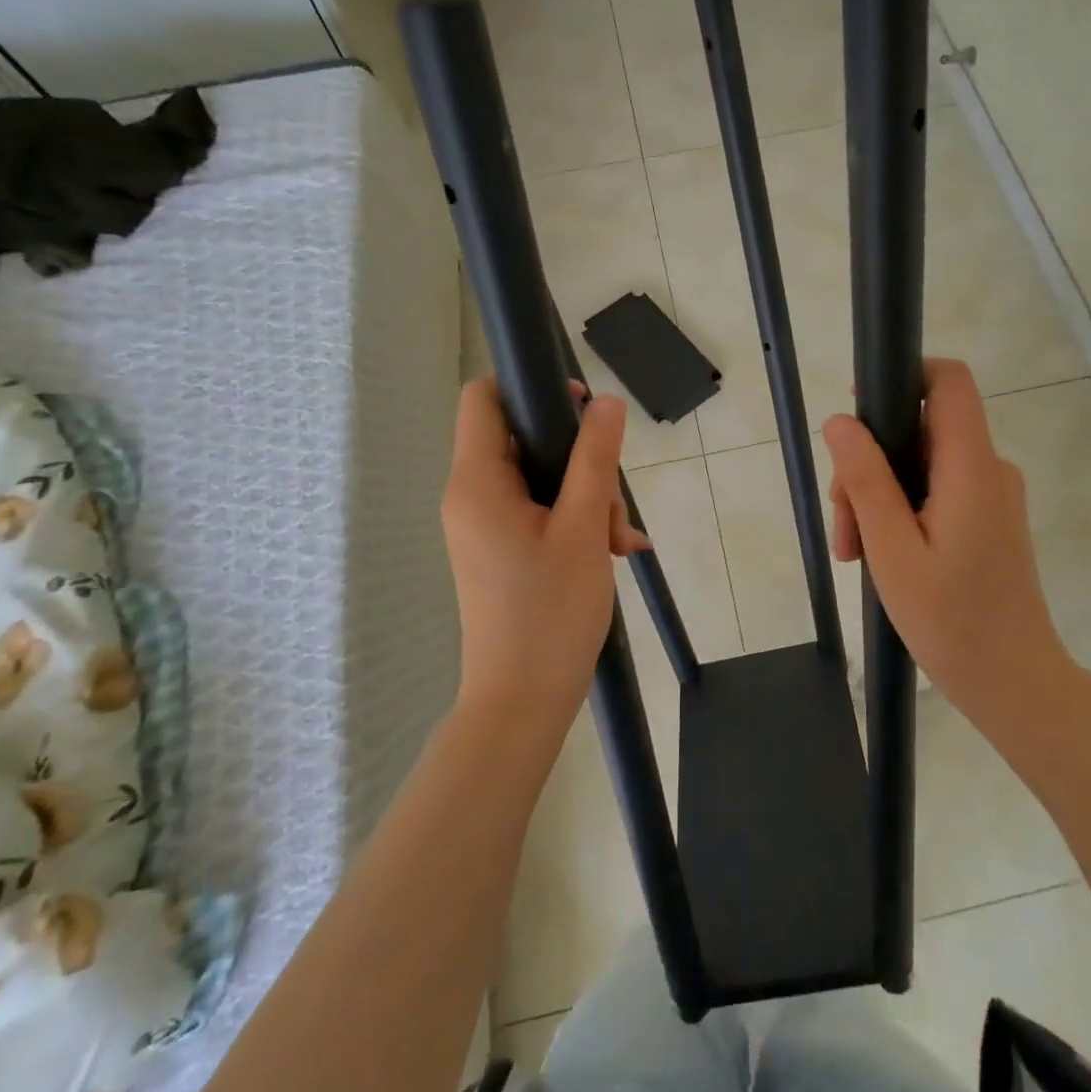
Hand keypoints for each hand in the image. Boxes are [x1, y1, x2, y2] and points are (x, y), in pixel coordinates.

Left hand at [442, 379, 648, 730]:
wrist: (521, 702)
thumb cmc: (550, 612)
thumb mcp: (583, 528)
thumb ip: (595, 458)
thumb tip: (606, 401)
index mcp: (476, 482)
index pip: (484, 398)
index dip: (531, 389)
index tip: (582, 413)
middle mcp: (471, 497)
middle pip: (523, 440)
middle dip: (580, 462)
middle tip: (614, 507)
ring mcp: (485, 526)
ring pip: (540, 479)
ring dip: (587, 498)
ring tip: (619, 541)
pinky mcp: (500, 550)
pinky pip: (539, 512)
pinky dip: (576, 521)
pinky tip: (613, 551)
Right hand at [822, 358, 1066, 713]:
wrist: (1014, 683)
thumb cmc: (952, 621)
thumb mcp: (892, 551)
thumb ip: (866, 481)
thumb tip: (839, 422)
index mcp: (971, 467)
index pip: (949, 380)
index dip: (904, 376)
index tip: (861, 415)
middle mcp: (989, 469)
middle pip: (921, 428)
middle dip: (871, 464)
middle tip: (844, 524)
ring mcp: (992, 495)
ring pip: (922, 464)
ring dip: (880, 496)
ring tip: (856, 551)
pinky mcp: (988, 518)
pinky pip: (937, 490)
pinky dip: (902, 512)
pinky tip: (879, 555)